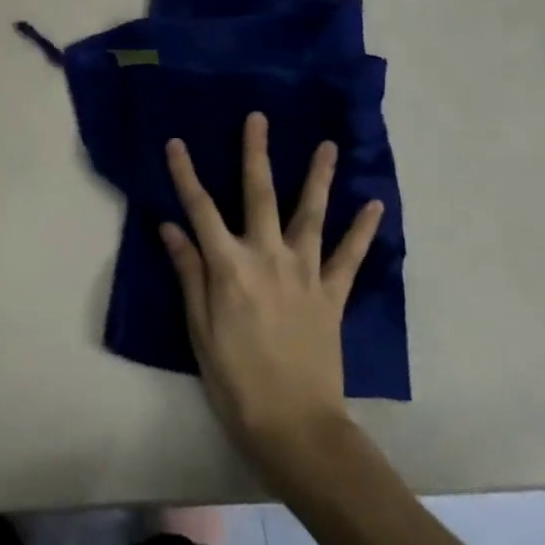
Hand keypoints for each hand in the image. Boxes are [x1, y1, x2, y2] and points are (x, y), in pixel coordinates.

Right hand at [160, 112, 383, 495]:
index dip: (185, 173)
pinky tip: (374, 204)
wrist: (296, 426)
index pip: (200, 209)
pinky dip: (363, 230)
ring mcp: (305, 273)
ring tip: (328, 146)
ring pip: (310, 214)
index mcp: (229, 266)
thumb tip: (170, 227)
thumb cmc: (235, 380)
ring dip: (319, 177)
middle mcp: (267, 257)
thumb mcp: (199, 329)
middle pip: (259, 194)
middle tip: (259, 117)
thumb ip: (188, 273)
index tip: (176, 142)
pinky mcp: (332, 294)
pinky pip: (349, 257)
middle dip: (256, 153)